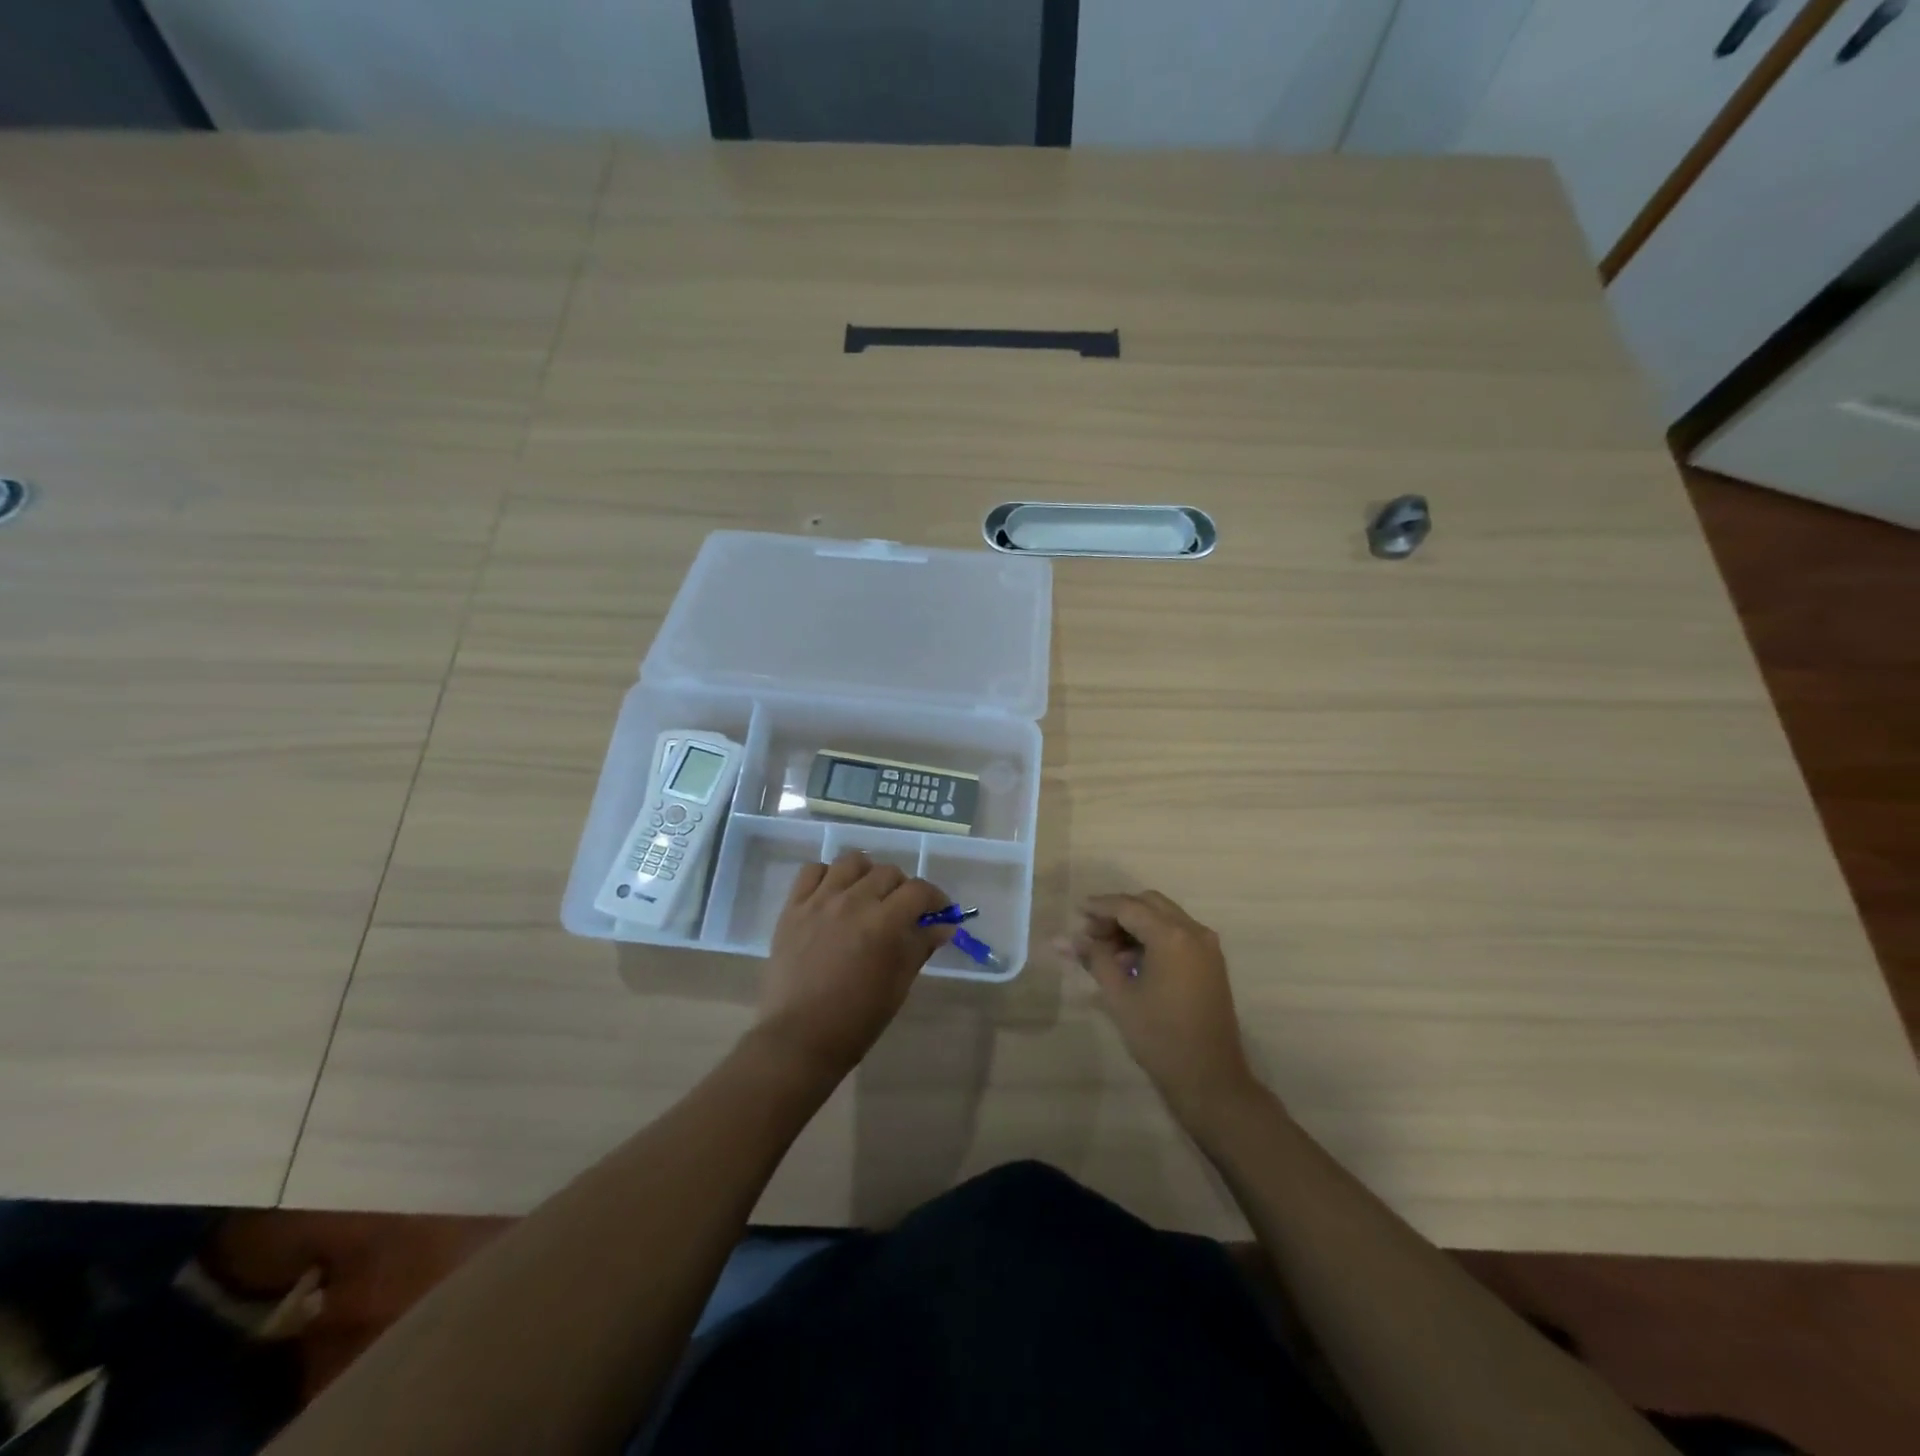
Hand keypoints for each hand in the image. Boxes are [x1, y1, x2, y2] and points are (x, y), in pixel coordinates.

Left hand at [755, 850, 951, 1080]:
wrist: (799, 1038)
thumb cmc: (856, 1020)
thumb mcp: (898, 985)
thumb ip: (920, 947)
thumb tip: (943, 927)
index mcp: (884, 923)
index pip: (919, 890)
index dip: (936, 898)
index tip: (939, 913)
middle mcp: (854, 901)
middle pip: (888, 872)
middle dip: (903, 888)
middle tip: (903, 910)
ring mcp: (820, 901)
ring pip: (851, 862)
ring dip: (867, 873)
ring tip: (867, 894)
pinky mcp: (793, 907)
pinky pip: (811, 871)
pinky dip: (827, 876)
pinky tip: (833, 895)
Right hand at [1057, 891, 1260, 1127]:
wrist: (1209, 1079)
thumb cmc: (1159, 1037)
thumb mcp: (1119, 996)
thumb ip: (1094, 959)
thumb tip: (1064, 939)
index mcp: (1172, 936)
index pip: (1128, 907)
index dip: (1100, 907)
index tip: (1076, 913)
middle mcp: (1194, 932)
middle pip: (1149, 904)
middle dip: (1118, 913)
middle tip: (1091, 933)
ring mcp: (1207, 947)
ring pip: (1165, 918)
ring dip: (1135, 926)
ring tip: (1107, 953)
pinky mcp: (1211, 964)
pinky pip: (1178, 936)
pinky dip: (1153, 939)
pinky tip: (1131, 963)